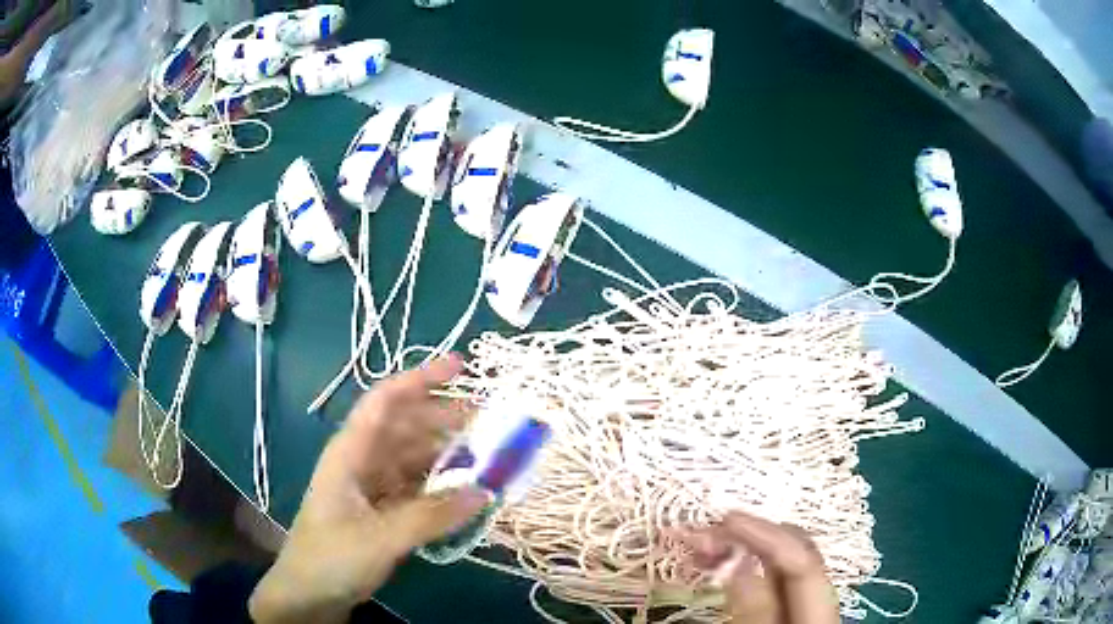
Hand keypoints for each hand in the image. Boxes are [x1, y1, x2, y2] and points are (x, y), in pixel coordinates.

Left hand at [249, 355, 489, 623]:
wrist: (309, 594)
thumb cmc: (332, 557)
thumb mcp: (380, 538)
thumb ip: (431, 516)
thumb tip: (483, 492)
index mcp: (351, 452)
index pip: (385, 402)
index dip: (420, 379)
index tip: (460, 366)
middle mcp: (362, 461)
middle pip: (405, 426)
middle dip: (444, 417)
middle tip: (489, 421)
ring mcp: (372, 486)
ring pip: (413, 457)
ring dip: (446, 454)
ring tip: (485, 457)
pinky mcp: (381, 509)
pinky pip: (416, 486)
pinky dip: (440, 485)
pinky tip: (464, 491)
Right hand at [684, 512, 840, 623]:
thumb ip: (756, 616)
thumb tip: (740, 567)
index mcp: (818, 614)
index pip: (801, 564)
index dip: (766, 537)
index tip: (723, 520)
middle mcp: (816, 599)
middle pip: (796, 553)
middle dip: (750, 536)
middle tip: (702, 533)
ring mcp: (801, 604)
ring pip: (780, 562)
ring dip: (742, 547)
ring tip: (702, 546)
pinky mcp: (786, 609)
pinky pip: (768, 578)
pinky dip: (742, 566)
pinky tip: (718, 565)